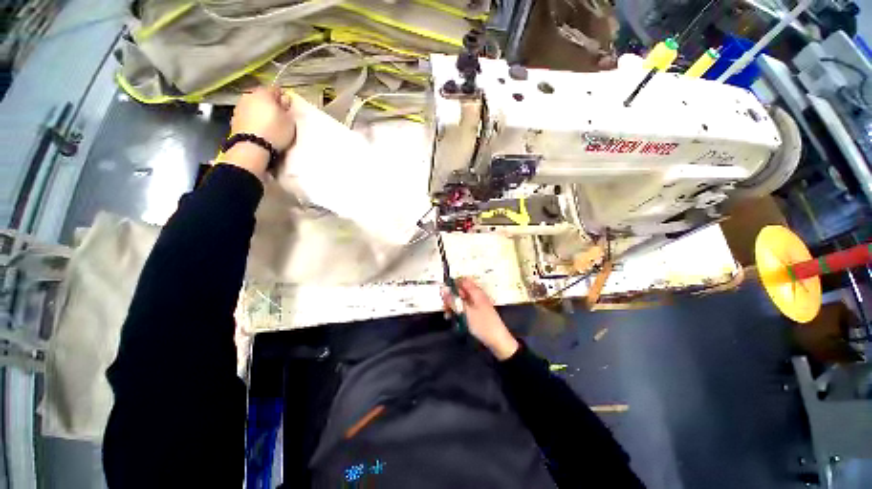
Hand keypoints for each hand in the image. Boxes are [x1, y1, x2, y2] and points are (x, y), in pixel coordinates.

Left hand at [225, 87, 295, 178]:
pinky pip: (247, 116)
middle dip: (270, 105)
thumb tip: (285, 102)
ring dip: (260, 112)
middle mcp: (249, 95)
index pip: (276, 90)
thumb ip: (287, 110)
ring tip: (268, 125)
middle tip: (279, 117)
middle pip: (262, 97)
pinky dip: (253, 120)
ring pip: (253, 106)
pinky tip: (259, 130)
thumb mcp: (290, 122)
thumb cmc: (275, 131)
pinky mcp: (234, 119)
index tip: (288, 108)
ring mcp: (239, 107)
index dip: (283, 98)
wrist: (252, 146)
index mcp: (264, 93)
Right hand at [441, 277, 518, 359]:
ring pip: (462, 300)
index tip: (444, 292)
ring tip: (447, 314)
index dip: (453, 284)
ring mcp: (477, 305)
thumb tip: (443, 289)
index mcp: (476, 292)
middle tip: (444, 306)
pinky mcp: (477, 313)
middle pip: (461, 291)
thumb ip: (454, 301)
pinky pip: (465, 308)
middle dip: (451, 297)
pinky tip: (453, 318)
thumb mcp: (466, 312)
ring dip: (453, 305)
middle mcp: (477, 296)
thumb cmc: (483, 325)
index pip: (463, 281)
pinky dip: (458, 311)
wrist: (498, 341)